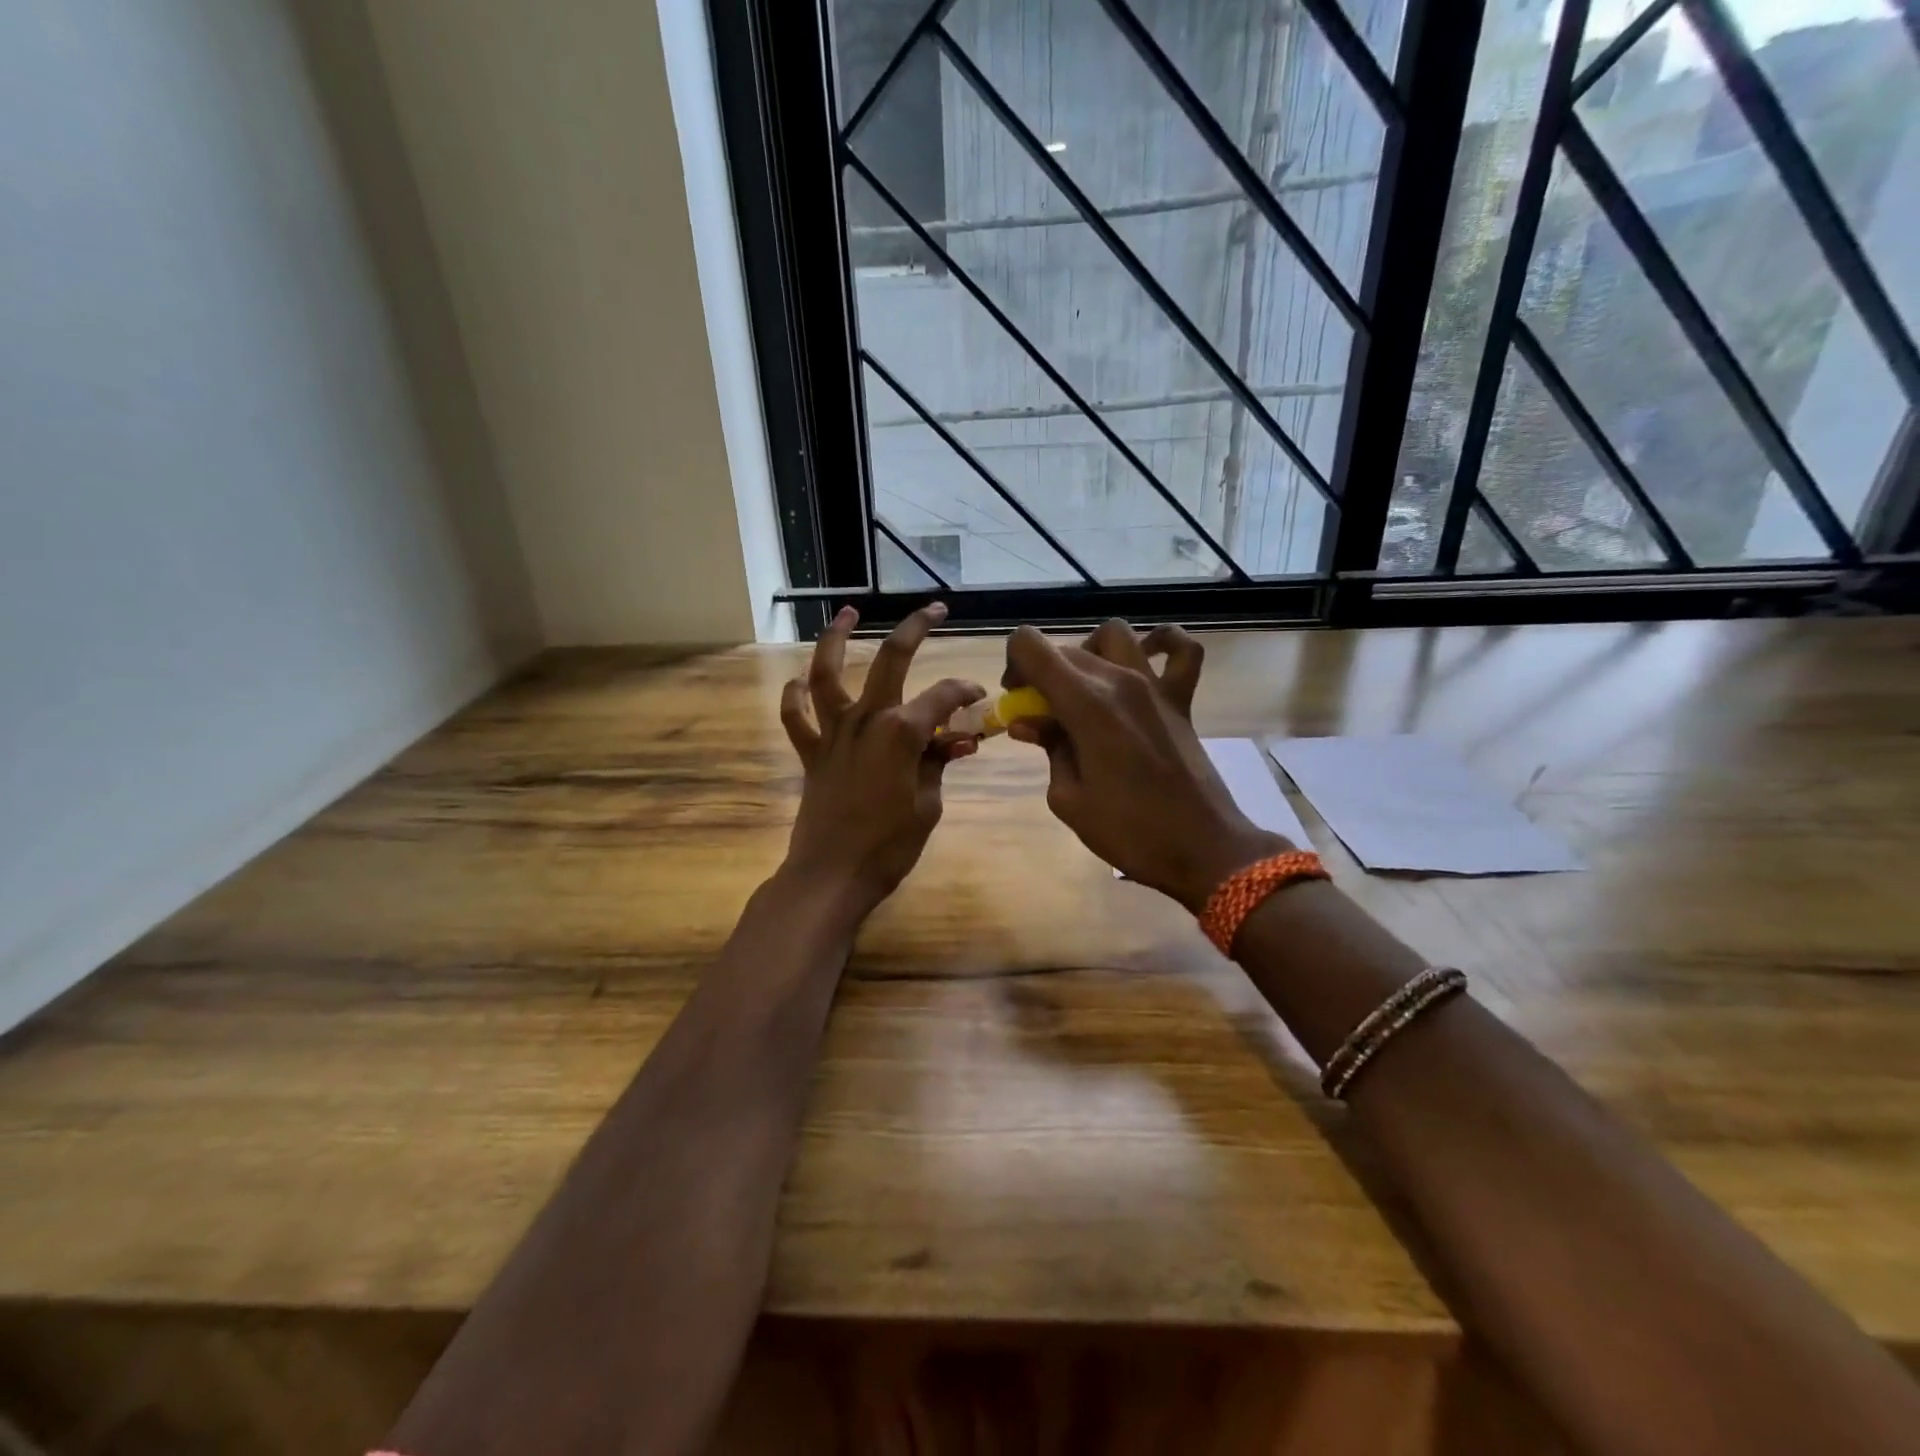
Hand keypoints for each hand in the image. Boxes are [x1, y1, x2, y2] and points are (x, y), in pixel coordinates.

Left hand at [780, 603, 985, 915]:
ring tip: (847, 614)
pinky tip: (799, 682)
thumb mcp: (928, 804)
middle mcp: (866, 720)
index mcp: (902, 732)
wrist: (832, 875)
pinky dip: (795, 697)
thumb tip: (957, 742)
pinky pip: (796, 717)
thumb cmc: (889, 845)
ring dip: (835, 639)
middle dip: (915, 629)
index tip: (978, 697)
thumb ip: (938, 764)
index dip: (965, 692)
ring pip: (827, 674)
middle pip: (890, 660)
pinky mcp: (810, 752)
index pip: (943, 697)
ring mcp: (833, 733)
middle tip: (933, 610)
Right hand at [1004, 619, 1287, 909]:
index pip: (1031, 647)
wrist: (1202, 848)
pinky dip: (1162, 644)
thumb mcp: (1068, 799)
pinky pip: (1182, 651)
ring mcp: (1155, 686)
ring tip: (1083, 686)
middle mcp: (1120, 680)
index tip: (1017, 700)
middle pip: (1066, 649)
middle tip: (1039, 714)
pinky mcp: (1182, 700)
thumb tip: (1030, 723)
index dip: (1013, 665)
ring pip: (1113, 635)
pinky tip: (1146, 658)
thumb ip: (1048, 749)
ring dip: (1088, 652)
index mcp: (1085, 704)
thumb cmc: (1128, 831)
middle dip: (1041, 672)